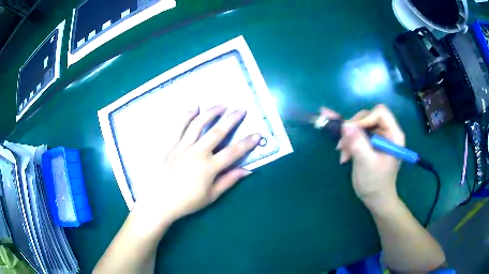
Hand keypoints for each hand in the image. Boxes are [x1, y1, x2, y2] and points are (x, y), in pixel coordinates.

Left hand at [135, 105, 260, 227]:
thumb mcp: (211, 196)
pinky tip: (194, 107)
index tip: (257, 135)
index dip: (247, 143)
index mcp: (209, 167)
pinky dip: (187, 116)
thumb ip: (229, 181)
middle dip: (232, 119)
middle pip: (217, 132)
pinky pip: (179, 127)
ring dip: (211, 113)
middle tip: (241, 109)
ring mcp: (183, 146)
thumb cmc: (187, 202)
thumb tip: (247, 170)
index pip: (233, 152)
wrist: (159, 201)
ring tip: (222, 105)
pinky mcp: (171, 145)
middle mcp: (197, 152)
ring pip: (199, 124)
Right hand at [320, 105, 404, 210]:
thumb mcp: (366, 163)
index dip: (365, 118)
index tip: (352, 132)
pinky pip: (357, 134)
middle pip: (368, 116)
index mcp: (393, 134)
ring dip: (348, 137)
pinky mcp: (370, 143)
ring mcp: (378, 137)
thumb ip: (358, 143)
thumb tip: (345, 124)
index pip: (380, 113)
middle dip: (354, 129)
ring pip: (360, 125)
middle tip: (343, 144)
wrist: (375, 199)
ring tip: (342, 153)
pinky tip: (344, 156)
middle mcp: (387, 132)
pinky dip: (348, 142)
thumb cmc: (375, 183)